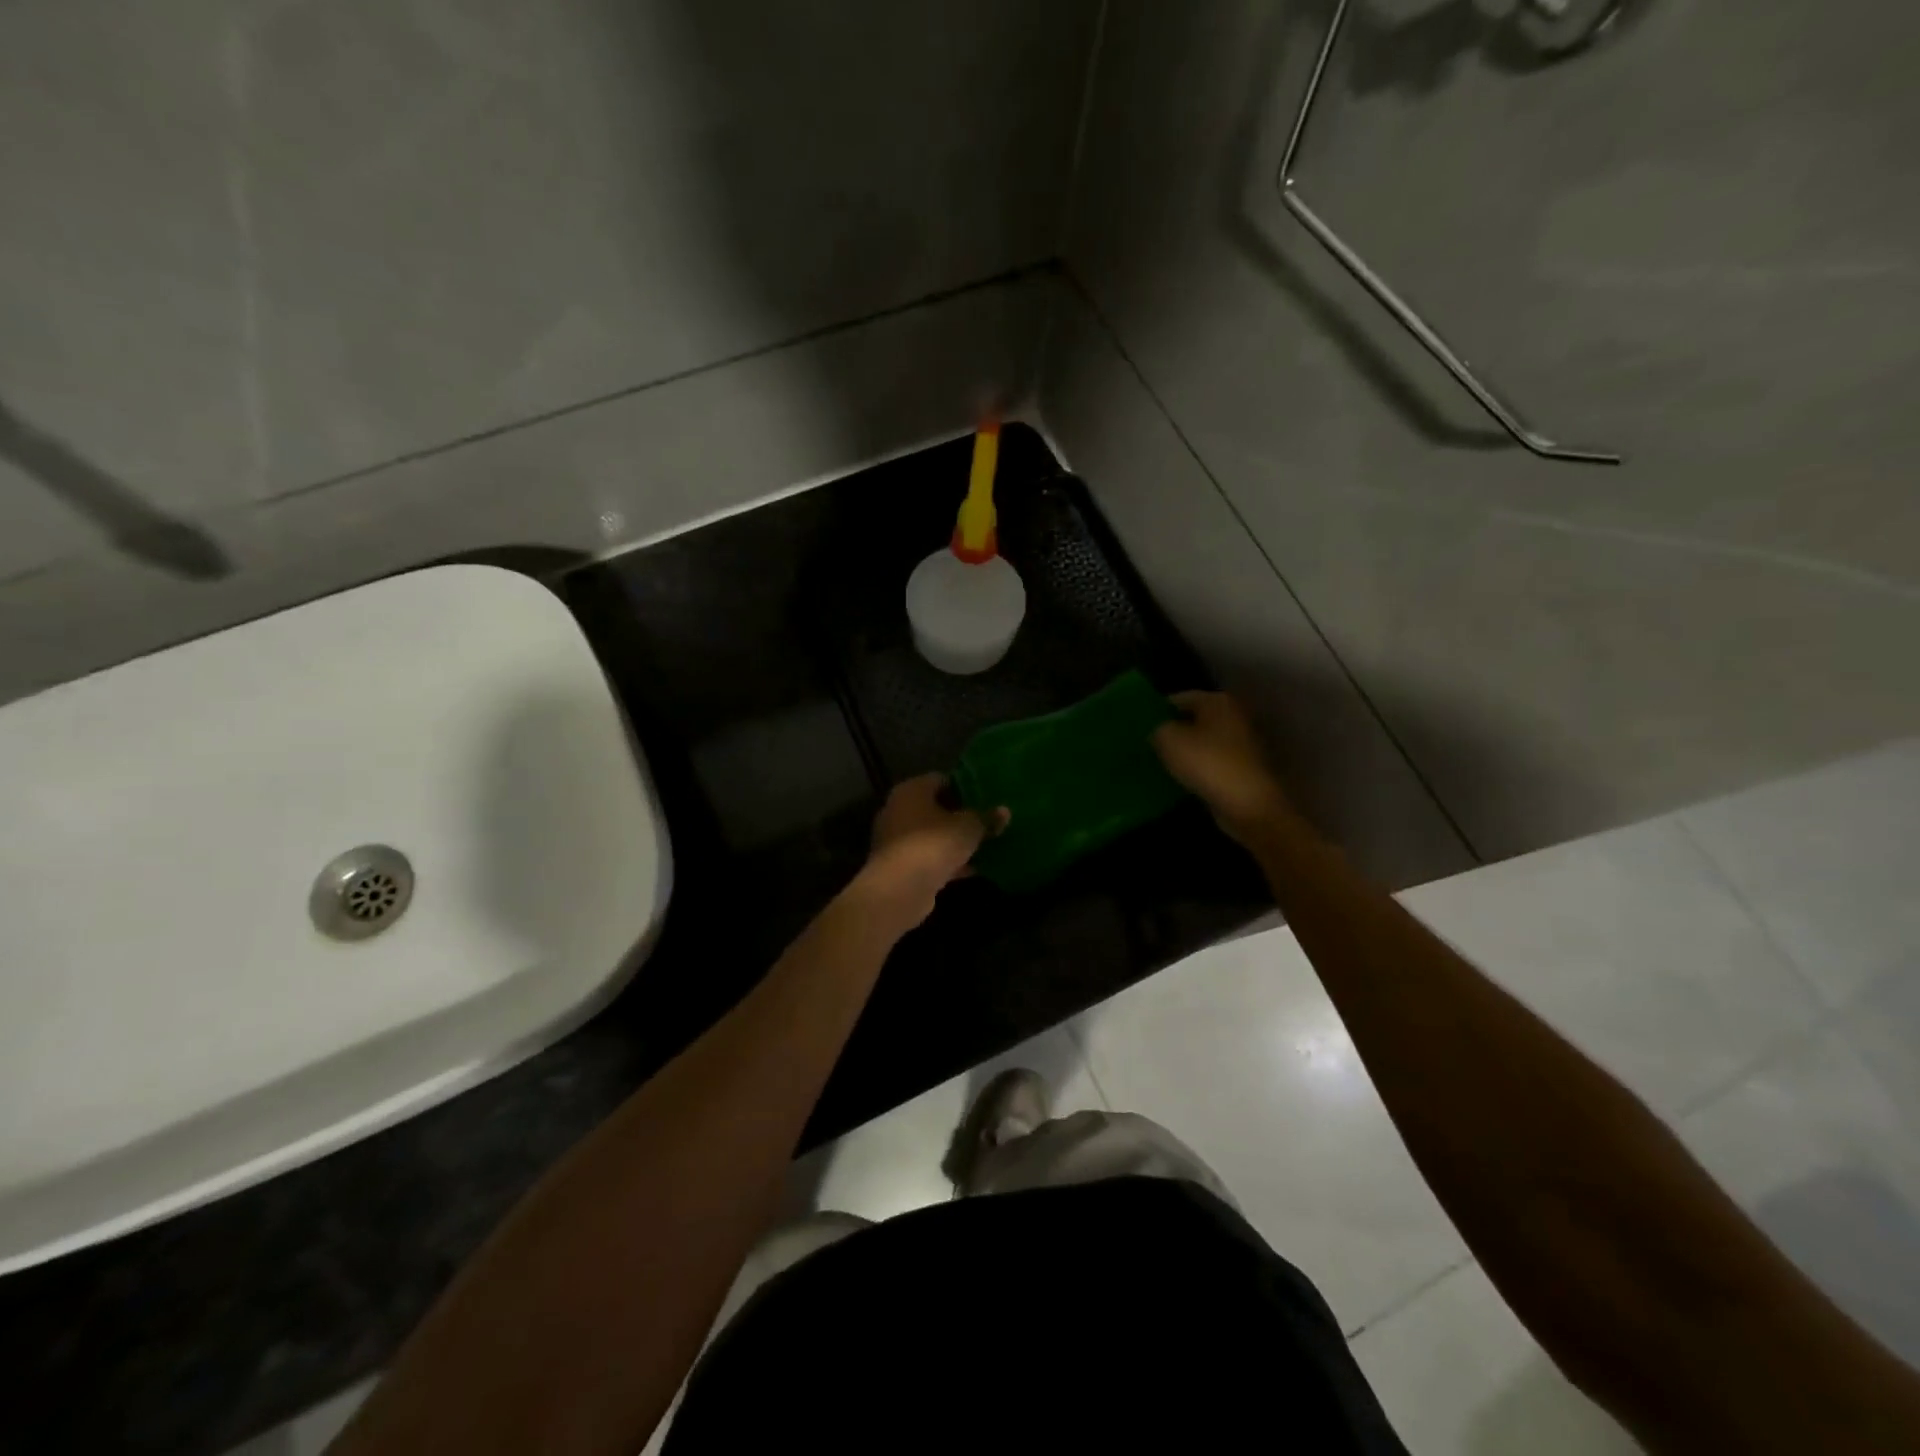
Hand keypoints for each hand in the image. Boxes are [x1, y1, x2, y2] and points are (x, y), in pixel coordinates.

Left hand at [855, 774, 1004, 924]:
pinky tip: (973, 869)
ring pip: (932, 835)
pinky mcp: (899, 866)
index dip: (964, 787)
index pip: (940, 779)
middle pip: (935, 808)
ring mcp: (896, 840)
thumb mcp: (969, 828)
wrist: (900, 889)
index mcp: (911, 790)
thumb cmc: (934, 844)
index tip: (985, 798)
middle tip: (987, 822)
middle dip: (960, 816)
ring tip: (985, 846)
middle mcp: (898, 810)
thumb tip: (1004, 811)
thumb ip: (986, 818)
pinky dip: (947, 862)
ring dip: (955, 842)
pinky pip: (928, 858)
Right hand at [1152, 691, 1293, 844]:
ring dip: (1182, 751)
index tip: (1137, 727)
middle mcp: (1233, 717)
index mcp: (1217, 701)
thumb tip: (1155, 731)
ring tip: (1156, 763)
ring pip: (1201, 742)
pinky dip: (1195, 768)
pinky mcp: (1241, 769)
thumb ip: (1156, 728)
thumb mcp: (1168, 739)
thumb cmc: (1207, 763)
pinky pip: (1210, 762)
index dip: (1156, 710)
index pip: (1179, 698)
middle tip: (1144, 745)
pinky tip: (1177, 779)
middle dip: (1170, 731)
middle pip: (1192, 719)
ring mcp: (1241, 744)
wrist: (1248, 805)